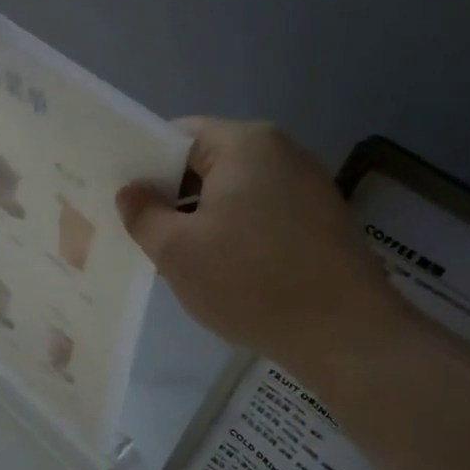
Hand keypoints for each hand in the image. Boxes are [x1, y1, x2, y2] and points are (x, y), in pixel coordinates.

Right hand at [117, 119, 409, 372]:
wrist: (345, 334)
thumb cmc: (250, 282)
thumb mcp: (177, 251)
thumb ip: (143, 214)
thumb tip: (130, 192)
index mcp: (245, 144)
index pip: (178, 135)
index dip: (145, 165)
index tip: (125, 200)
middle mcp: (282, 151)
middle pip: (208, 162)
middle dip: (173, 195)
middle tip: (144, 233)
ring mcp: (308, 184)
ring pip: (235, 190)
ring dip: (203, 217)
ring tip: (180, 257)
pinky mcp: (322, 218)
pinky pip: (263, 211)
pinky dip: (236, 231)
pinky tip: (224, 269)